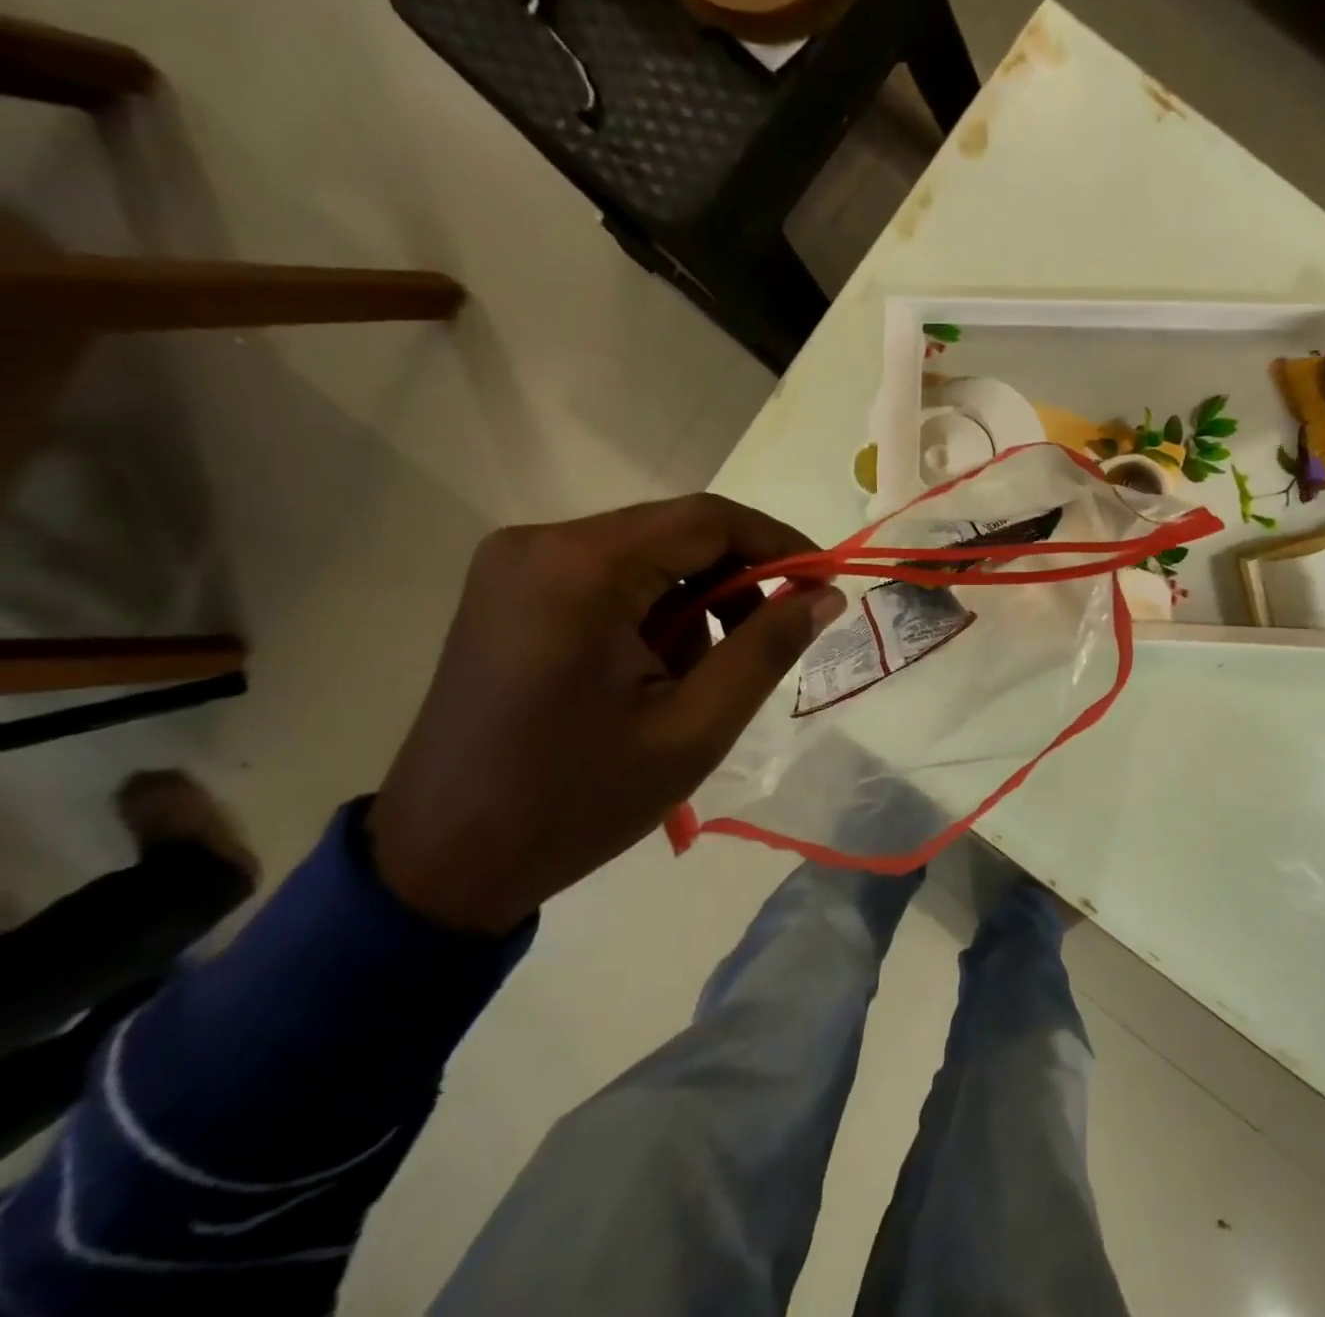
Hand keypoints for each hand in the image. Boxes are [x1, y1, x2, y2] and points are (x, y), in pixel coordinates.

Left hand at [369, 496, 845, 932]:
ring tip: (696, 679)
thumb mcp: (694, 729)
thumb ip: (767, 649)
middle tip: (769, 641)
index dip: (779, 543)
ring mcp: (517, 563)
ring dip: (693, 604)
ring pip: (647, 556)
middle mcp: (542, 542)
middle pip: (676, 533)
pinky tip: (651, 672)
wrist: (443, 860)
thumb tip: (826, 594)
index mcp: (583, 568)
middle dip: (735, 583)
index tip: (825, 581)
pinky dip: (652, 612)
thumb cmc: (577, 800)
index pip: (708, 520)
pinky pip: (610, 577)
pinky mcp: (510, 590)